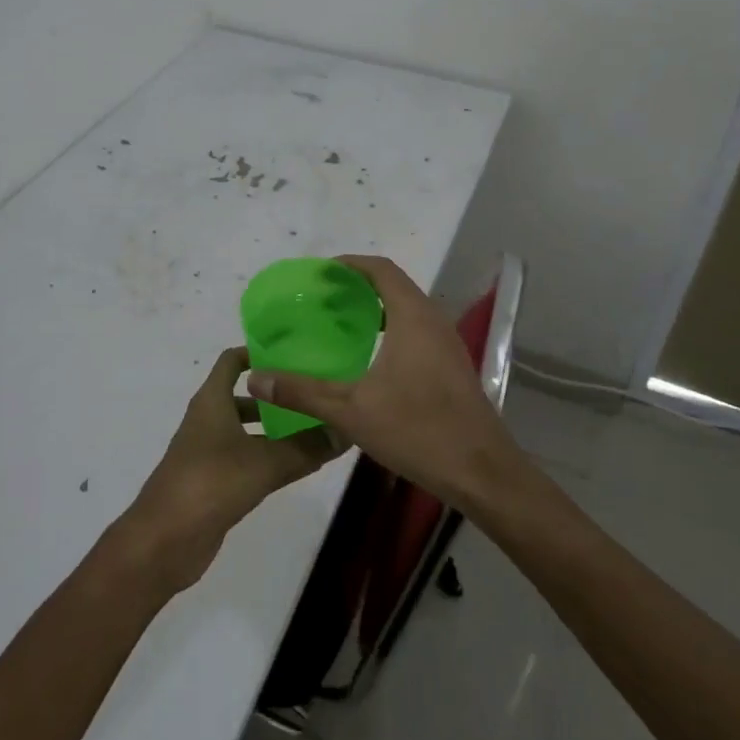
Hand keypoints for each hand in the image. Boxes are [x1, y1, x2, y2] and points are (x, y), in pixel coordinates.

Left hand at [112, 346, 345, 591]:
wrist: (163, 541)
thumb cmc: (210, 483)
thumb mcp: (264, 463)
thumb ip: (305, 447)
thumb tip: (345, 431)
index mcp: (211, 401)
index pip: (232, 361)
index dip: (257, 352)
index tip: (293, 353)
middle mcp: (208, 420)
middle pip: (244, 396)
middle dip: (276, 396)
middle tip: (314, 395)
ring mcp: (208, 452)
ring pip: (246, 430)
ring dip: (274, 429)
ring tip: (315, 430)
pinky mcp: (212, 482)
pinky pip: (245, 459)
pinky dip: (267, 457)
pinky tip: (296, 466)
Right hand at [248, 254, 527, 509]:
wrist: (482, 474)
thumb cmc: (417, 431)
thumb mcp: (350, 411)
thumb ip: (302, 391)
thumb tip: (256, 378)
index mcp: (413, 318)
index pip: (381, 270)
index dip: (350, 265)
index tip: (321, 273)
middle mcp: (433, 322)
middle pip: (395, 285)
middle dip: (359, 285)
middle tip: (323, 299)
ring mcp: (447, 345)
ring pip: (409, 309)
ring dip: (377, 308)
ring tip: (342, 323)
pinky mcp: (453, 367)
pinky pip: (418, 330)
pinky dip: (392, 328)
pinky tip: (371, 358)